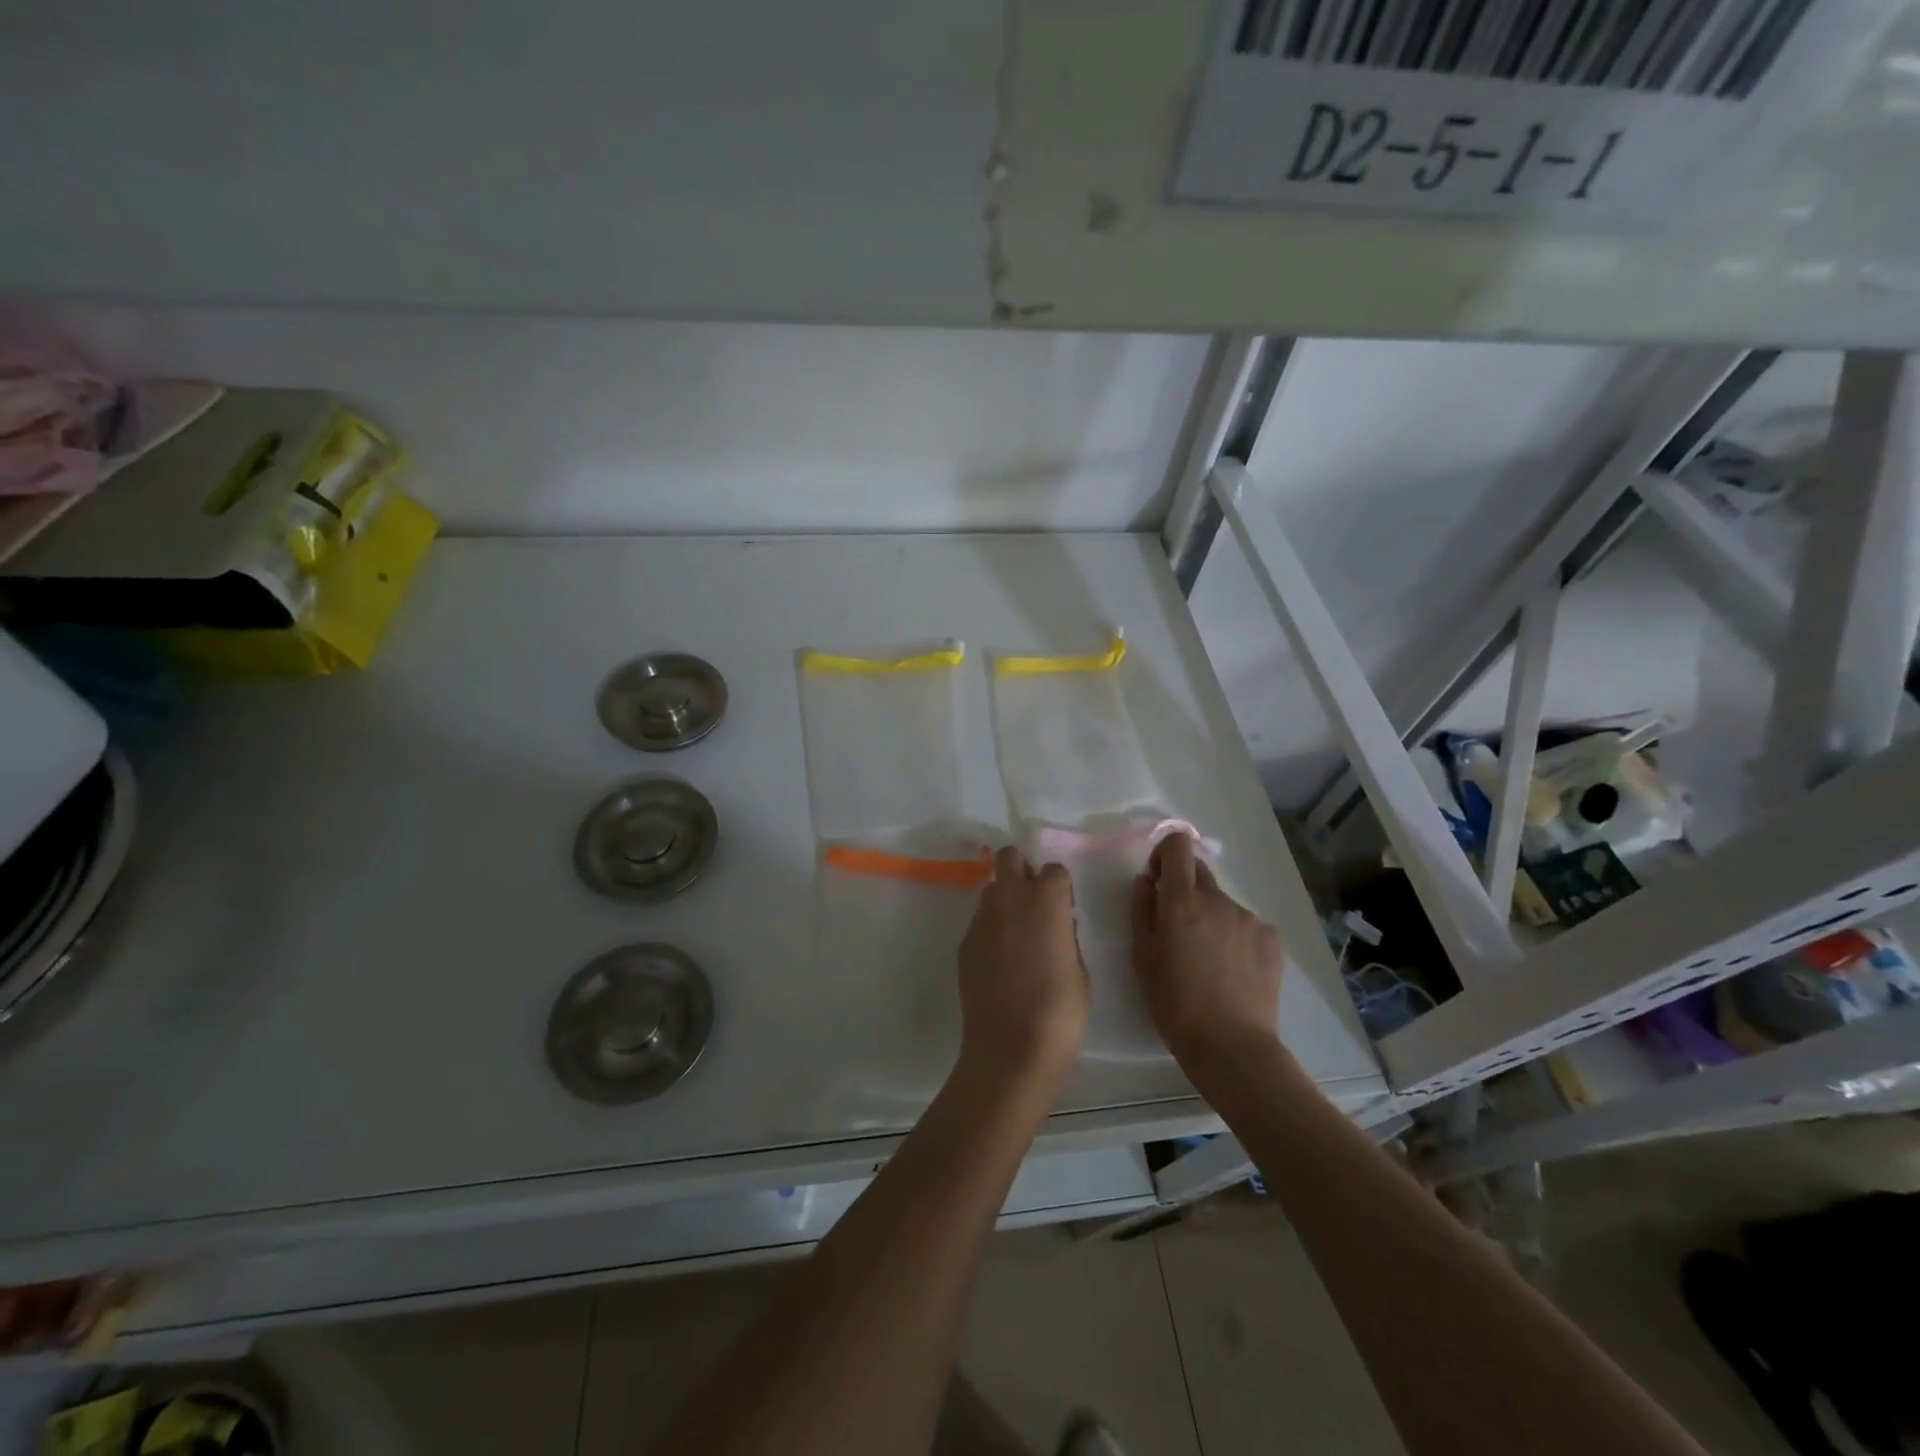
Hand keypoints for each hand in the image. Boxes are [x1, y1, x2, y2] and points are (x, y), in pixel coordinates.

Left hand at [956, 847, 1088, 1092]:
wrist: (1011, 1049)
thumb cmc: (1060, 1012)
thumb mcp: (1080, 972)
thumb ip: (1067, 938)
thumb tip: (1058, 926)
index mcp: (1046, 901)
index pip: (1053, 870)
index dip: (1060, 888)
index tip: (1064, 910)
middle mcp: (1010, 900)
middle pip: (1009, 858)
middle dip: (1022, 871)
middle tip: (1034, 904)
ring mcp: (982, 921)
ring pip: (991, 890)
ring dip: (1004, 901)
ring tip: (1016, 936)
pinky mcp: (964, 944)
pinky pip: (979, 923)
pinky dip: (991, 931)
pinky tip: (1000, 963)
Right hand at [1132, 833, 1285, 1074]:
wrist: (1231, 1045)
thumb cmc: (1174, 1003)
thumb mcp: (1142, 957)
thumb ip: (1142, 910)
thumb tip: (1146, 881)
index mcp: (1181, 900)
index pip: (1178, 845)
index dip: (1166, 853)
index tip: (1158, 879)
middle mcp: (1218, 899)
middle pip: (1199, 871)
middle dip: (1184, 888)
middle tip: (1177, 928)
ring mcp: (1249, 918)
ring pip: (1221, 902)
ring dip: (1209, 916)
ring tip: (1207, 959)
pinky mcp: (1272, 939)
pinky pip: (1245, 925)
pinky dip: (1234, 937)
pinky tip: (1231, 970)